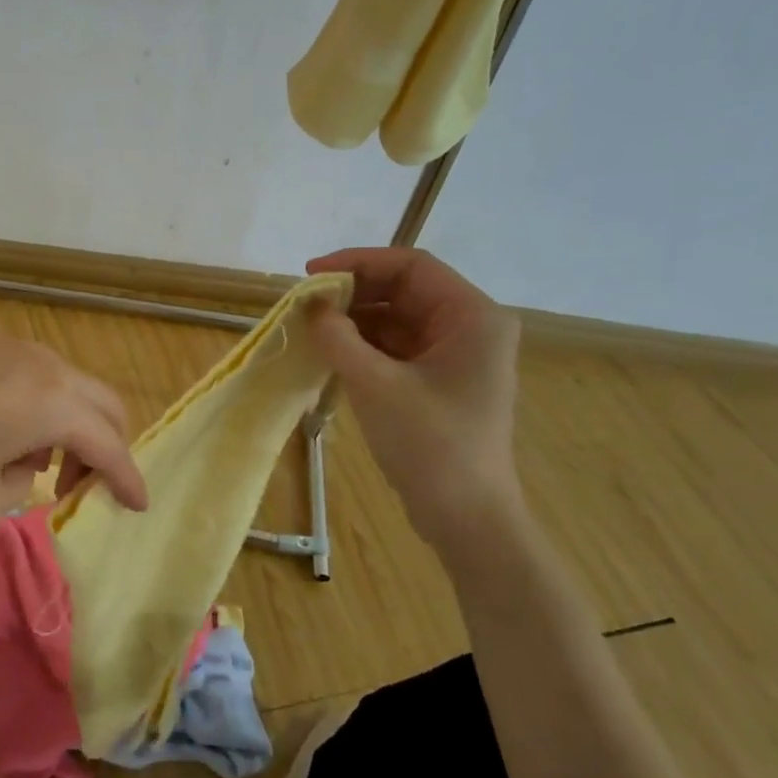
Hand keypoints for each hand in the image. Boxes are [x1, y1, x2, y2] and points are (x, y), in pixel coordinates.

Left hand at [0, 339, 147, 531]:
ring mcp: (10, 349)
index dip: (127, 480)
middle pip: (102, 405)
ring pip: (66, 390)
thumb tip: (22, 470)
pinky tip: (0, 440)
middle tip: (84, 489)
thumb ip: (17, 496)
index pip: (110, 444)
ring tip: (33, 469)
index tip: (138, 507)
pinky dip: (38, 412)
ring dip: (68, 429)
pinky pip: (33, 381)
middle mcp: (44, 365)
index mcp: (53, 402)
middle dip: (105, 449)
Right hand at [304, 247, 521, 548]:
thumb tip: (312, 307)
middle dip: (353, 294)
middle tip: (305, 305)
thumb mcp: (375, 385)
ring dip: (355, 322)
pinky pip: (397, 349)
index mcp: (472, 316)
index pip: (411, 266)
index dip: (357, 262)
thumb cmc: (429, 443)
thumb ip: (340, 338)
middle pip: (404, 291)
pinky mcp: (440, 381)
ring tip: (311, 329)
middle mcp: (470, 327)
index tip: (310, 275)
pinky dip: (364, 347)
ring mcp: (456, 356)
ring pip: (397, 320)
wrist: (465, 515)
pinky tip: (331, 354)